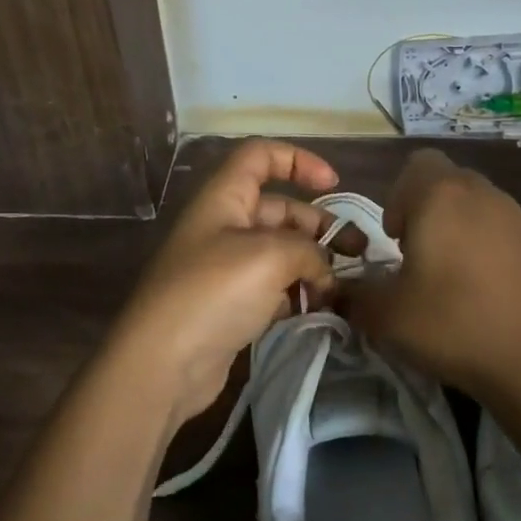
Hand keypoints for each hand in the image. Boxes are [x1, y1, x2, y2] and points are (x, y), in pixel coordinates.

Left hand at [111, 140, 340, 425]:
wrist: (162, 364)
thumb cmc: (214, 291)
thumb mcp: (270, 256)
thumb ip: (309, 251)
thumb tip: (325, 270)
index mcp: (224, 197)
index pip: (260, 156)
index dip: (298, 160)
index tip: (333, 183)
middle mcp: (224, 226)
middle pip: (279, 209)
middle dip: (319, 225)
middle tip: (358, 251)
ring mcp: (226, 268)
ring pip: (280, 252)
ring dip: (313, 264)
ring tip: (344, 288)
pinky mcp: (231, 306)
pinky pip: (273, 288)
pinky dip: (297, 294)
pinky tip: (320, 310)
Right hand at [346, 149, 520, 397]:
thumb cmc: (453, 323)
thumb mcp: (386, 315)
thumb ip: (353, 294)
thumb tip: (336, 288)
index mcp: (440, 196)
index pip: (415, 165)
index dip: (398, 196)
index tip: (395, 240)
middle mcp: (479, 192)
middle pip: (444, 181)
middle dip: (423, 210)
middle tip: (416, 256)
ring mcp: (514, 216)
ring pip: (472, 202)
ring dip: (453, 226)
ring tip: (447, 274)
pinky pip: (497, 226)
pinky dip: (481, 244)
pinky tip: (479, 287)